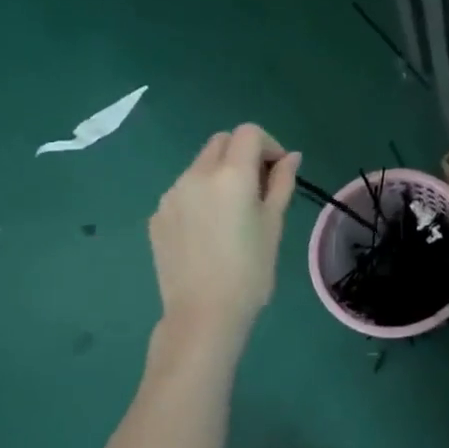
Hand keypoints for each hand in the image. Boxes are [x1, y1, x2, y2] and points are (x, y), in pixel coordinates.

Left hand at [148, 124, 300, 337]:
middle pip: (221, 142)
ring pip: (199, 166)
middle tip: (258, 189)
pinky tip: (209, 232)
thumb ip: (281, 183)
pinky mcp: (157, 215)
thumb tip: (290, 157)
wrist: (203, 314)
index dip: (268, 145)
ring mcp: (171, 195)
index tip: (277, 172)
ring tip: (233, 214)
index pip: (248, 133)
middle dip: (242, 154)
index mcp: (230, 175)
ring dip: (220, 175)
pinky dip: (201, 197)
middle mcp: (196, 175)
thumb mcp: (274, 225)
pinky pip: (183, 191)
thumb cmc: (250, 271)